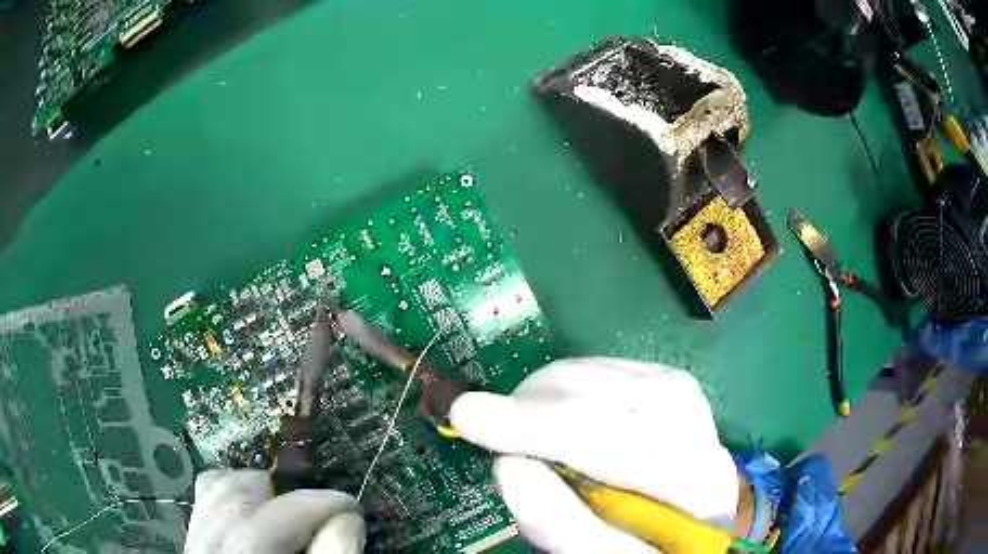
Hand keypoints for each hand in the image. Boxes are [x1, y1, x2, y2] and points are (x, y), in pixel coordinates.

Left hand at [184, 469, 364, 553]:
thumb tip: (348, 517)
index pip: (278, 518)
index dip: (320, 504)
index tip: (351, 507)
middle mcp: (208, 547)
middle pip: (239, 496)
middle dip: (286, 495)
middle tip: (319, 513)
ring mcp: (195, 540)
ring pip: (216, 488)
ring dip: (256, 490)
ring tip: (288, 509)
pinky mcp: (194, 538)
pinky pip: (205, 498)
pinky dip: (231, 493)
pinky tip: (254, 508)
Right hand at [449, 358, 740, 551]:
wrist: (684, 522)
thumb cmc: (643, 546)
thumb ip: (561, 526)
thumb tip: (507, 466)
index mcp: (695, 487)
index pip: (618, 444)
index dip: (538, 427)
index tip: (466, 415)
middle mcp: (700, 430)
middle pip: (615, 397)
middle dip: (538, 405)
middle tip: (488, 422)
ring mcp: (688, 400)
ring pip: (611, 374)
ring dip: (549, 392)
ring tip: (519, 421)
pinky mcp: (670, 385)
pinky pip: (610, 368)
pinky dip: (569, 384)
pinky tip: (554, 407)